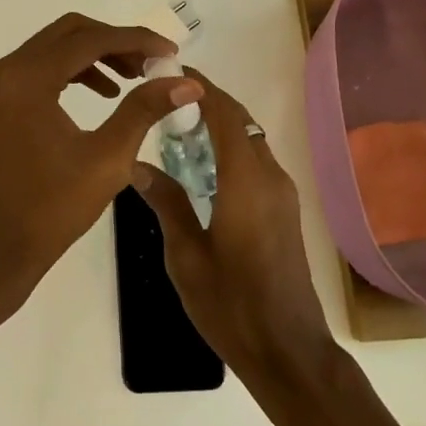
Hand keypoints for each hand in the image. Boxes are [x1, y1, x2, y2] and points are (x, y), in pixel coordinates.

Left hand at [0, 13, 199, 300]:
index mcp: (29, 79)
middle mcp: (8, 69)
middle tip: (152, 64)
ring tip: (134, 78)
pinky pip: (42, 66)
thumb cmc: (53, 208)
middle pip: (70, 33)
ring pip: (56, 46)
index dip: (135, 40)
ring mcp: (0, 83)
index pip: (90, 40)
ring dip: (96, 54)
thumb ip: (145, 110)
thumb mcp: (108, 158)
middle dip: (115, 41)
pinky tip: (105, 93)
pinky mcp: (0, 98)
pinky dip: (75, 70)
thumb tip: (187, 82)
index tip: (170, 52)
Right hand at [131, 69, 335, 379]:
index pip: (225, 115)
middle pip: (241, 122)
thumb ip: (166, 204)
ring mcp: (282, 195)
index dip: (201, 88)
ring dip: (219, 127)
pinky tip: (201, 170)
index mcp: (246, 183)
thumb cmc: (232, 306)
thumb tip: (137, 164)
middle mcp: (270, 178)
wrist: (289, 353)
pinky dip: (230, 151)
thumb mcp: (186, 257)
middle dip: (207, 104)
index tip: (172, 72)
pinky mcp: (285, 212)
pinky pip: (256, 163)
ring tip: (176, 132)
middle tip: (165, 103)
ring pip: (250, 142)